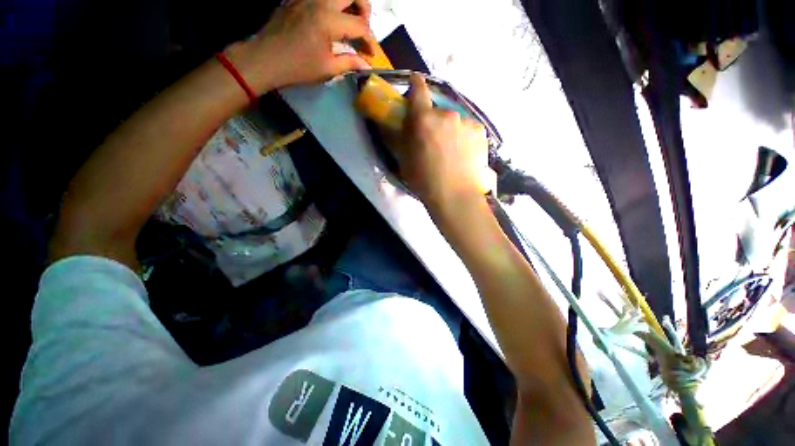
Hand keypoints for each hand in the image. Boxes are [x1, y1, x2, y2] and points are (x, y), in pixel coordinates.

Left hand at [227, 0, 375, 92]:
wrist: (265, 58)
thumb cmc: (298, 67)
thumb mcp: (327, 69)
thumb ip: (349, 62)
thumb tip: (365, 64)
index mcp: (328, 21)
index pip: (360, 25)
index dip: (369, 40)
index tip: (371, 54)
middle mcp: (320, 2)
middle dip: (364, 9)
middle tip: (363, 27)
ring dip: (348, 3)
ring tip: (349, 20)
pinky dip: (331, 5)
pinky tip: (330, 19)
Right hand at [388, 75, 491, 209]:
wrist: (454, 196)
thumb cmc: (424, 180)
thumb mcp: (404, 159)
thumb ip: (400, 136)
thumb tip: (398, 122)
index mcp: (423, 119)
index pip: (418, 90)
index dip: (415, 84)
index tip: (415, 82)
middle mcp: (446, 114)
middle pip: (437, 111)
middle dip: (432, 121)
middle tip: (432, 140)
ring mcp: (466, 122)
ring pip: (453, 121)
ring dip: (449, 130)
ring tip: (450, 151)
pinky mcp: (480, 132)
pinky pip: (467, 129)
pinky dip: (463, 137)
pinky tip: (463, 154)